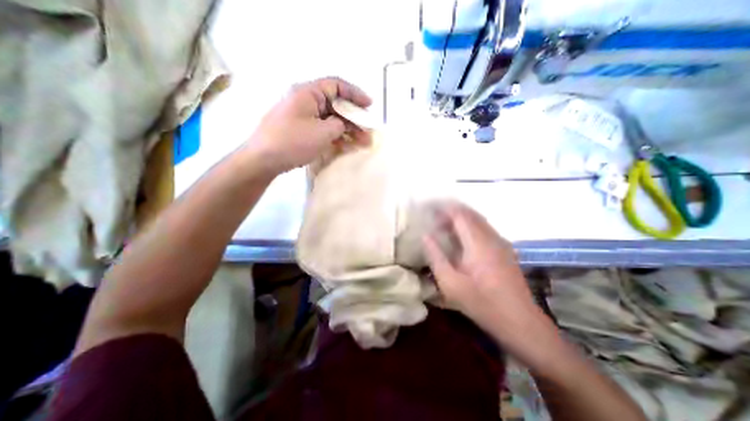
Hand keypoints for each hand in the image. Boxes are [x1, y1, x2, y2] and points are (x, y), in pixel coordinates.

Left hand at [246, 76, 371, 173]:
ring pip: (331, 119)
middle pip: (335, 105)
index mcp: (308, 93)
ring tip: (362, 142)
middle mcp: (305, 101)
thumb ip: (339, 125)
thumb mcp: (322, 133)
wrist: (263, 160)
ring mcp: (303, 116)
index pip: (336, 86)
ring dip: (347, 130)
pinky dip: (336, 136)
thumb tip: (343, 125)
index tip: (369, 106)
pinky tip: (347, 145)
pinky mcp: (301, 130)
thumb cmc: (293, 142)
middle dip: (354, 118)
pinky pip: (323, 129)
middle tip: (368, 131)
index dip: (355, 94)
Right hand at [421, 204, 549, 351]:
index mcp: (478, 242)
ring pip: (477, 220)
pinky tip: (460, 239)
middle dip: (450, 211)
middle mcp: (491, 237)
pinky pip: (483, 229)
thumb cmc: (482, 304)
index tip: (428, 207)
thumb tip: (425, 235)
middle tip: (433, 216)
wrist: (521, 323)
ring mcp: (500, 243)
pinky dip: (468, 227)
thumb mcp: (450, 283)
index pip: (459, 214)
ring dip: (459, 219)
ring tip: (442, 225)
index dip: (443, 207)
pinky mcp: (504, 250)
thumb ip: (436, 256)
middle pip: (469, 214)